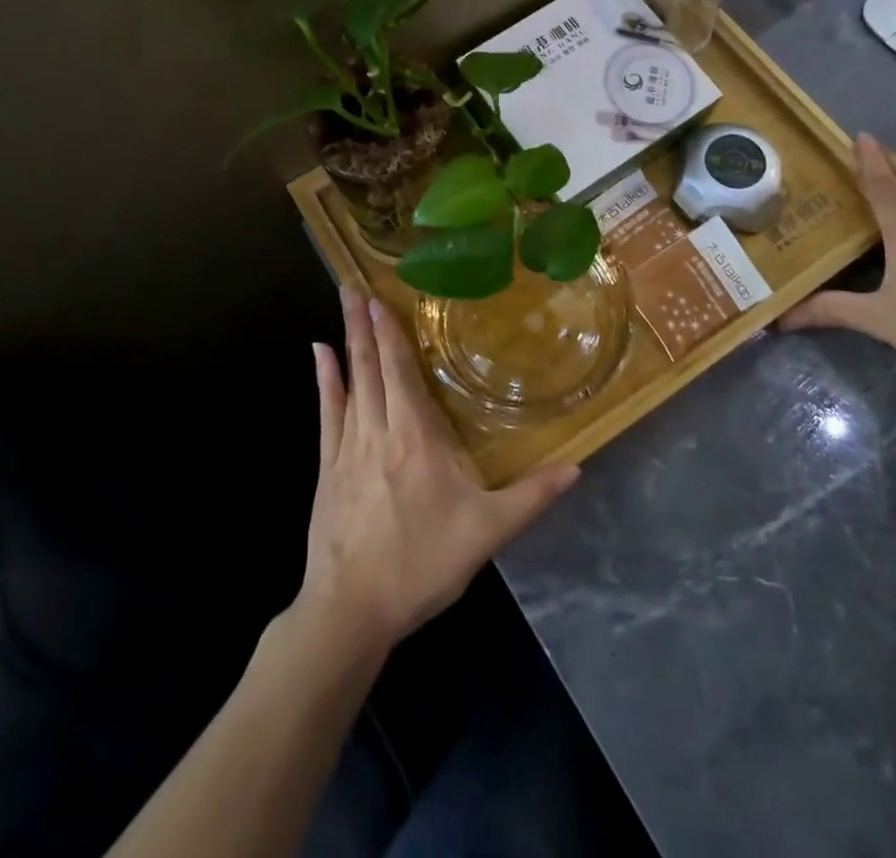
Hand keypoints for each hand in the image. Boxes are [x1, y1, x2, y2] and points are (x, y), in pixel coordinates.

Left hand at [298, 286, 578, 655]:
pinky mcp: (327, 469)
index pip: (402, 372)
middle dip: (364, 324)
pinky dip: (324, 380)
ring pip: (349, 382)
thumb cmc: (421, 564)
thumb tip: (577, 467)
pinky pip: (326, 413)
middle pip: (371, 367)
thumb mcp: (487, 532)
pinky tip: (318, 356)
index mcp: (415, 438)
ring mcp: (346, 448)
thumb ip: (532, 496)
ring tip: (341, 304)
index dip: (392, 333)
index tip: (381, 297)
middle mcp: (378, 431)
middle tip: (353, 285)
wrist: (350, 611)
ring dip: (346, 342)